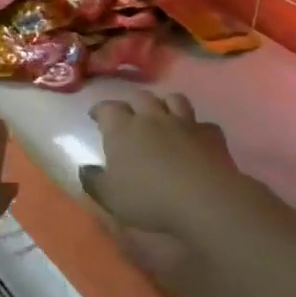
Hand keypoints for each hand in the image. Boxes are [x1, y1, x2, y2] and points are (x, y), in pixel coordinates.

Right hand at [81, 91, 241, 240]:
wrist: (204, 199)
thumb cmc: (148, 198)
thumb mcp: (109, 196)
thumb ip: (93, 181)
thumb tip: (85, 169)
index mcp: (122, 130)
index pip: (107, 108)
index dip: (100, 110)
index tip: (96, 116)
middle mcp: (151, 118)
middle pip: (140, 97)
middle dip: (132, 103)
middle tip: (128, 115)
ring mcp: (184, 123)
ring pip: (173, 99)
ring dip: (164, 104)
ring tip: (161, 116)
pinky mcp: (211, 134)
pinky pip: (202, 123)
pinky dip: (195, 127)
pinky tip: (194, 138)